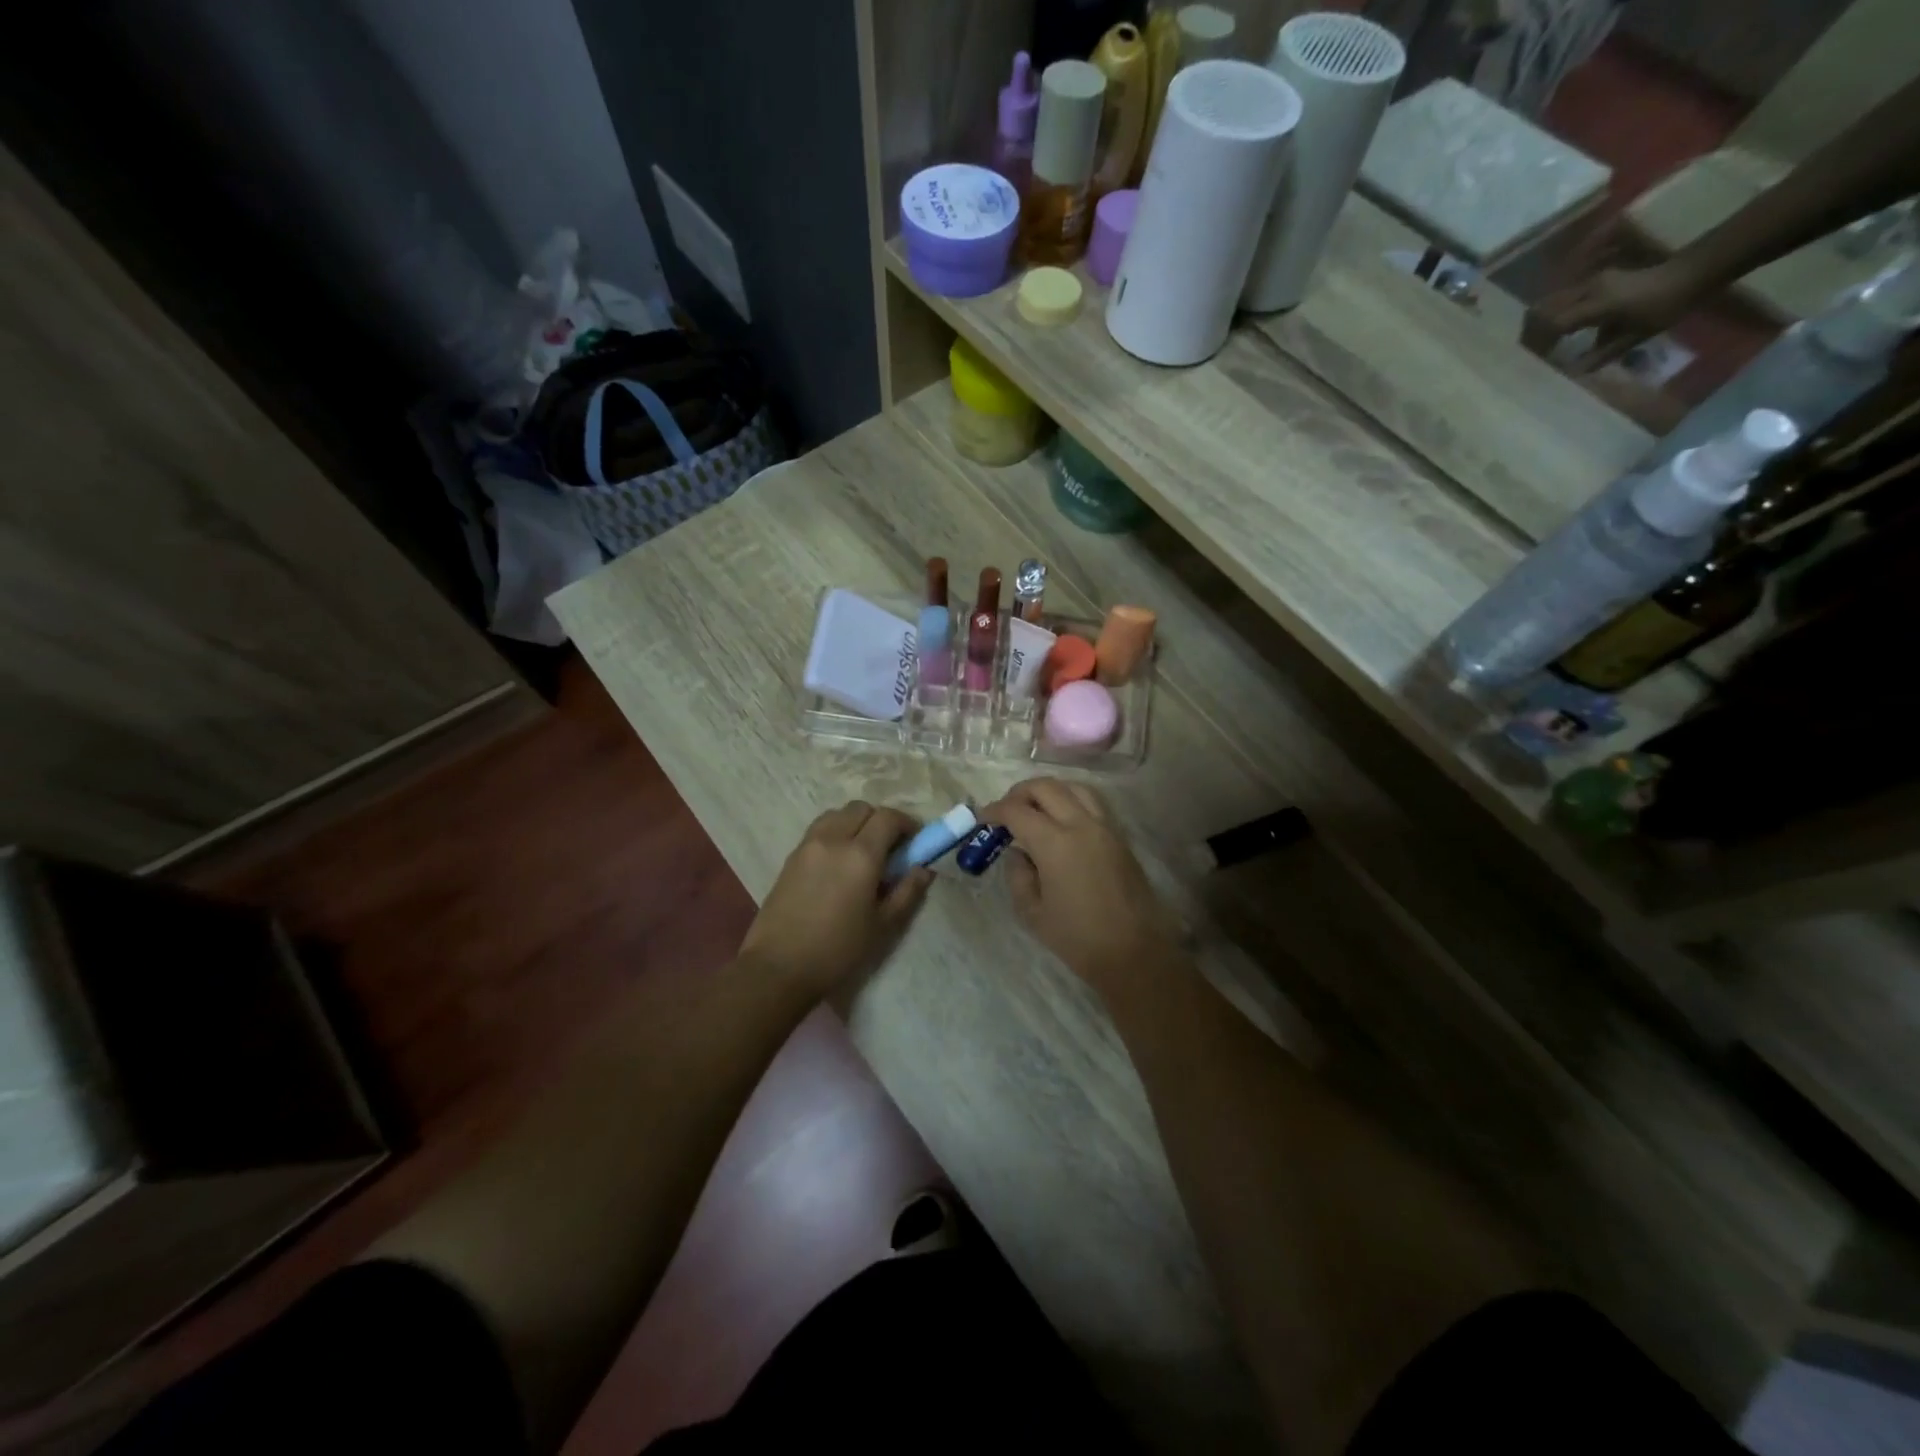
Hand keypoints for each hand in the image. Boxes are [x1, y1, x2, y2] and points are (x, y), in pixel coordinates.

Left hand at [738, 802, 929, 999]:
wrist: (778, 967)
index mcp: (860, 854)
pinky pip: (819, 830)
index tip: (915, 841)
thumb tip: (924, 869)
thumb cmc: (838, 950)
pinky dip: (835, 833)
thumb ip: (907, 892)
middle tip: (891, 847)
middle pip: (861, 808)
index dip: (906, 823)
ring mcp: (808, 845)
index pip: (888, 817)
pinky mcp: (791, 857)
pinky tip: (838, 863)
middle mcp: (833, 839)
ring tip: (862, 852)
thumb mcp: (883, 925)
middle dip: (880, 820)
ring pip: (837, 814)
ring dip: (855, 823)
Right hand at [979, 778, 1181, 998]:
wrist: (1133, 953)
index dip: (995, 811)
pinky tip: (1062, 820)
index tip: (983, 819)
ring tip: (1035, 809)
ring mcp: (1105, 827)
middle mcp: (1081, 825)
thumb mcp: (1032, 912)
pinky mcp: (1120, 837)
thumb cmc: (1078, 938)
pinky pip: (1093, 802)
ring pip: (1074, 787)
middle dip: (1019, 793)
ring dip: (1049, 791)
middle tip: (1006, 811)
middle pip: (1046, 787)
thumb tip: (1018, 853)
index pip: (1017, 811)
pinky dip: (1072, 800)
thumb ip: (1018, 875)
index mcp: (1055, 843)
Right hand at [1526, 257, 1707, 371]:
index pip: (1553, 325)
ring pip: (1550, 302)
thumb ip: (1600, 355)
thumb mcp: (1635, 336)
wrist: (1694, 271)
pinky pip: (1564, 298)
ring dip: (1540, 323)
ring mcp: (1591, 282)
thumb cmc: (1667, 306)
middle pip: (1543, 310)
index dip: (1537, 344)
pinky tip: (1557, 330)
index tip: (1530, 362)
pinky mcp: (1596, 280)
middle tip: (1526, 354)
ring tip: (1537, 344)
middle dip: (1530, 333)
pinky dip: (1554, 315)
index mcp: (1598, 304)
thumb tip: (1570, 374)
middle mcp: (1589, 289)